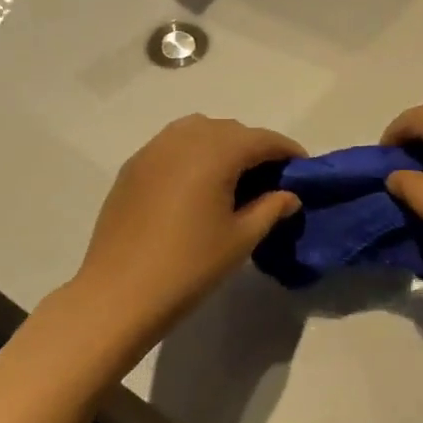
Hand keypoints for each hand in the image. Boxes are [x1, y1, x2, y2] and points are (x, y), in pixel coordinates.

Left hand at [73, 115, 303, 342]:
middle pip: (230, 130)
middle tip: (271, 178)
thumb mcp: (241, 239)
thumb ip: (271, 208)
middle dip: (255, 147)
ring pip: (198, 131)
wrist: (120, 292)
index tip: (303, 168)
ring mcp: (152, 150)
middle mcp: (183, 139)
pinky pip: (172, 146)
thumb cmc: (190, 266)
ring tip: (234, 178)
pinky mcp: (132, 167)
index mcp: (215, 152)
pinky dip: (193, 154)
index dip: (286, 150)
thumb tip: (289, 195)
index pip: (261, 139)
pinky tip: (198, 185)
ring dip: (222, 145)